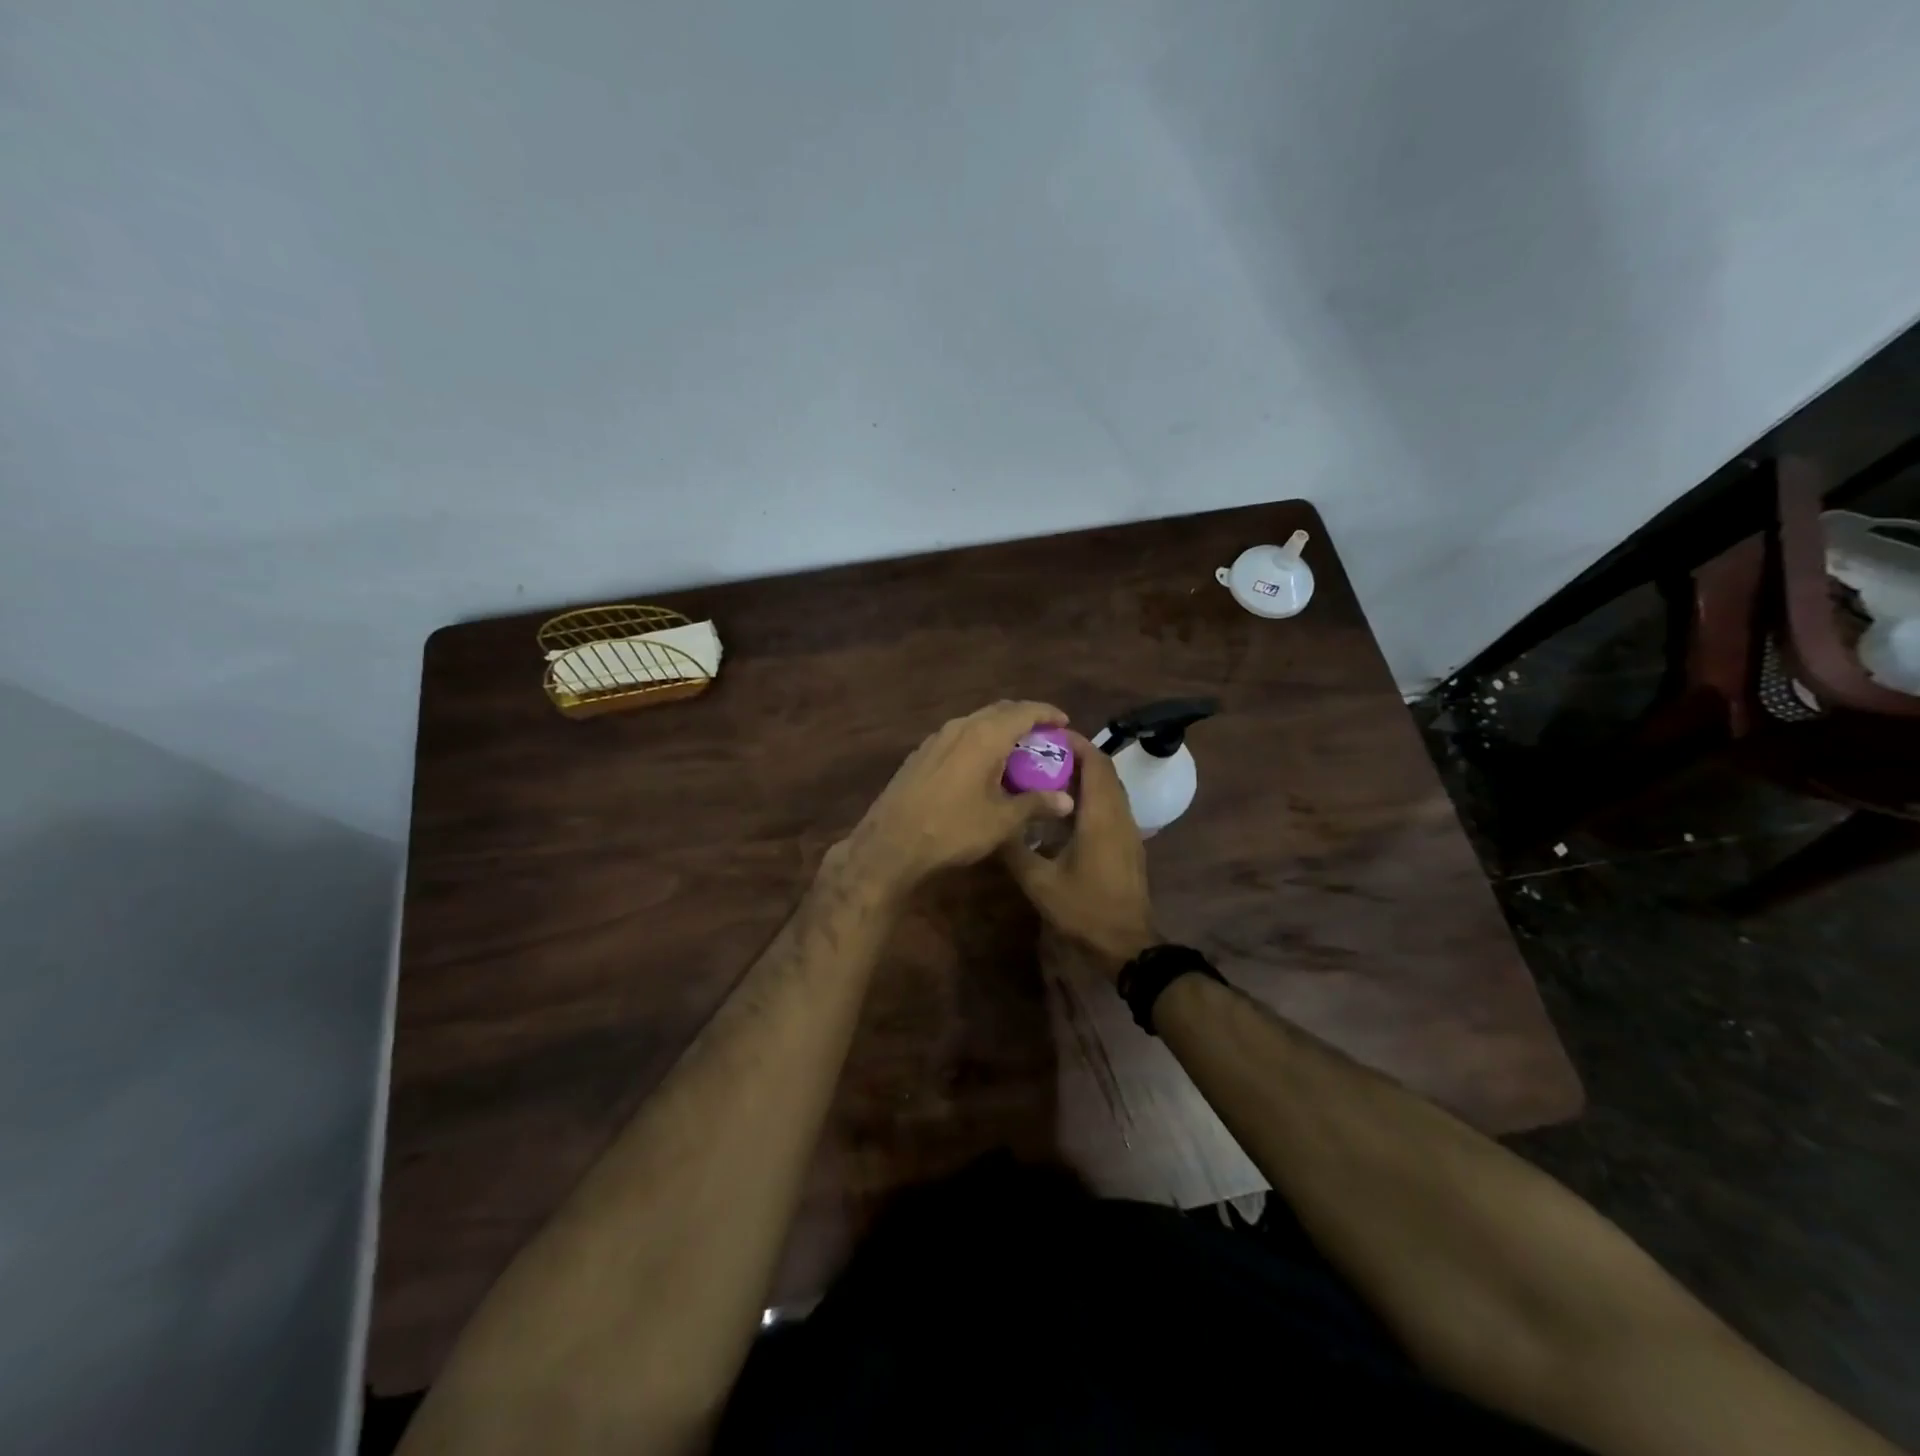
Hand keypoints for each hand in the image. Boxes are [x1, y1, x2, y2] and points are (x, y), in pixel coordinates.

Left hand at [835, 701, 1075, 898]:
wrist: (891, 843)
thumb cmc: (953, 829)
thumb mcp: (1002, 821)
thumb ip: (1036, 804)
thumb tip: (1067, 800)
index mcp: (984, 736)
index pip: (1024, 711)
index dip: (1047, 713)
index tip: (1064, 722)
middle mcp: (960, 727)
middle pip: (999, 711)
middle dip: (1024, 718)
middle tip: (1043, 737)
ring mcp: (936, 738)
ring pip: (976, 722)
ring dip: (999, 730)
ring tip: (1016, 751)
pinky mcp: (921, 753)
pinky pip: (959, 736)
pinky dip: (978, 742)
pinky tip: (982, 766)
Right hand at [1002, 731, 1156, 975]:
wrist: (1127, 944)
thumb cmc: (1085, 909)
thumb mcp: (1040, 882)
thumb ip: (1015, 850)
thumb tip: (993, 826)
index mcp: (1101, 816)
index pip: (1095, 763)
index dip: (1076, 743)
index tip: (1048, 733)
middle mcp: (1119, 815)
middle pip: (1104, 771)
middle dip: (1076, 755)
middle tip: (1041, 752)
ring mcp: (1128, 829)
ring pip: (1110, 788)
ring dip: (1084, 775)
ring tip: (1048, 774)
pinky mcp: (1128, 843)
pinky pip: (1111, 805)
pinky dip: (1091, 794)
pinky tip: (1063, 809)